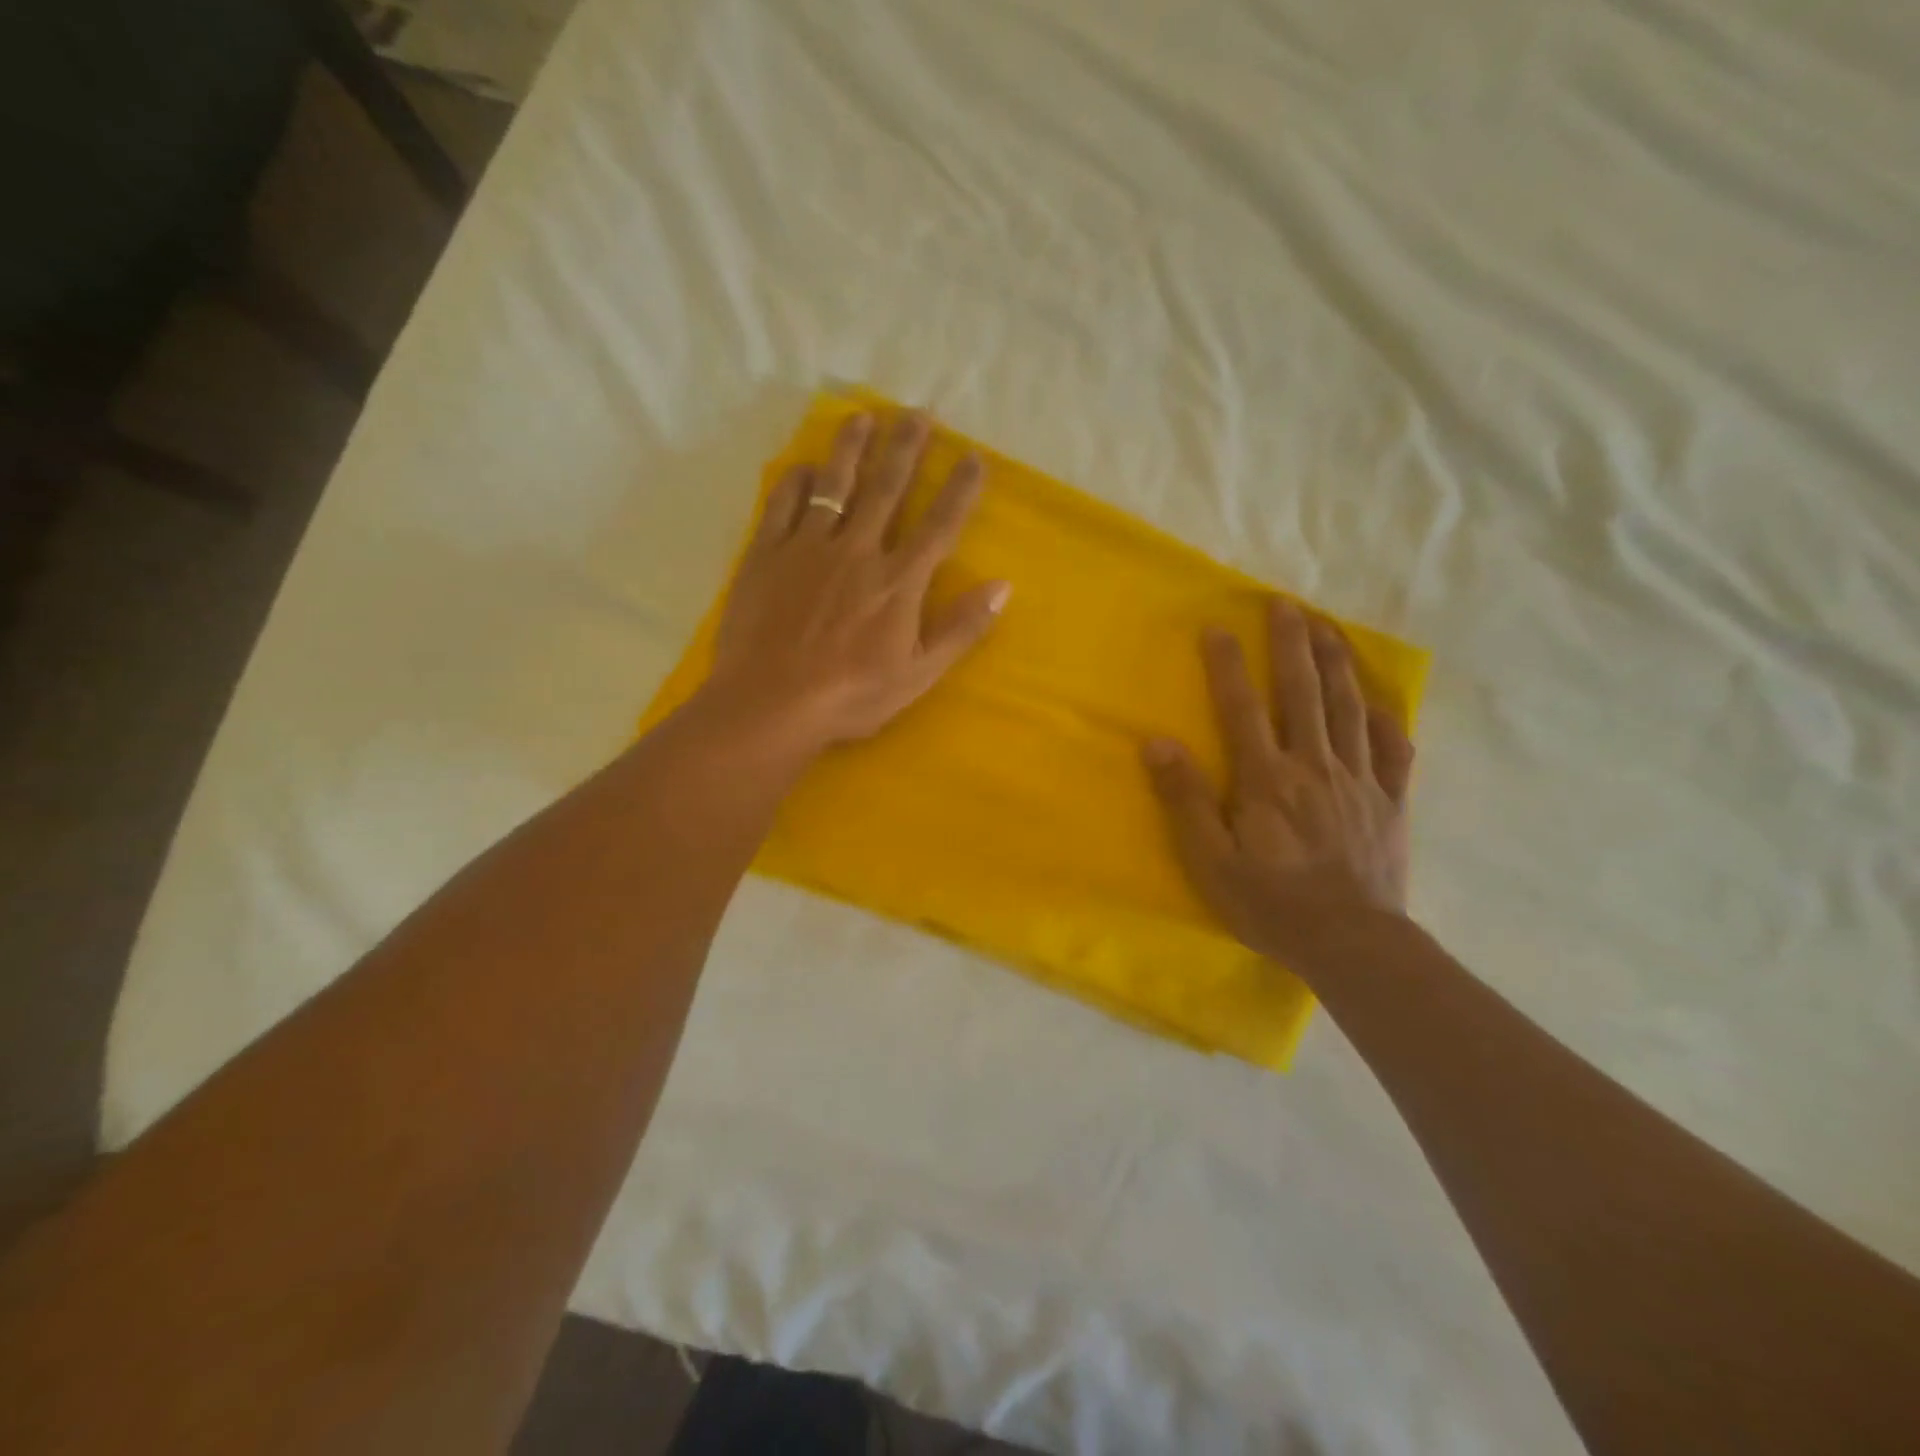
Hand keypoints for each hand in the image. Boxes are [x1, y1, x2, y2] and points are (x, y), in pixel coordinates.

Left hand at [701, 410, 1008, 751]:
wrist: (770, 704)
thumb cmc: (851, 696)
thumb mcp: (919, 675)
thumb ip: (961, 629)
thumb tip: (1002, 586)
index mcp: (898, 582)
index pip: (938, 525)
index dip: (959, 489)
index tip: (973, 456)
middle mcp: (858, 551)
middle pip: (887, 488)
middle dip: (906, 448)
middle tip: (918, 413)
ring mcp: (808, 548)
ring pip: (835, 485)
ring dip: (851, 448)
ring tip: (862, 417)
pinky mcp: (766, 555)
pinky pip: (782, 504)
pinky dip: (796, 481)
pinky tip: (805, 466)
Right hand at [1143, 600, 1414, 961]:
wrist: (1352, 944)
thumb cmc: (1271, 905)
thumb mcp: (1210, 861)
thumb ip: (1184, 799)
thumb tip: (1157, 742)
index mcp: (1266, 778)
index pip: (1242, 707)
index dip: (1228, 665)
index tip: (1218, 627)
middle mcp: (1314, 766)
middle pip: (1303, 692)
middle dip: (1292, 644)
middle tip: (1285, 604)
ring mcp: (1359, 780)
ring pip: (1350, 708)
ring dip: (1338, 663)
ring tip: (1329, 627)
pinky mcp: (1389, 802)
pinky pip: (1393, 750)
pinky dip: (1386, 718)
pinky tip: (1379, 701)